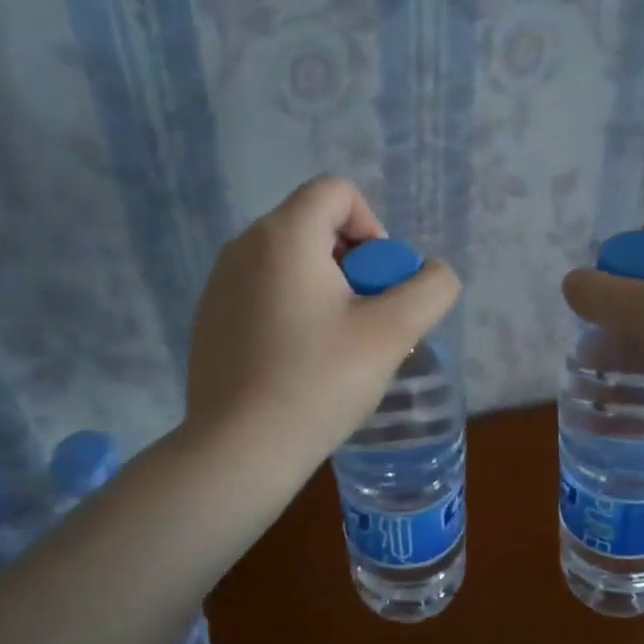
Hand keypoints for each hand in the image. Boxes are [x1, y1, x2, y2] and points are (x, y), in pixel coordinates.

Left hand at [186, 176, 460, 478]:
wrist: (241, 451)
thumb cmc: (319, 382)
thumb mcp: (393, 333)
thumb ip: (430, 289)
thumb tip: (433, 273)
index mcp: (284, 235)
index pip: (337, 191)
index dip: (373, 227)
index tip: (379, 283)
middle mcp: (243, 246)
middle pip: (315, 227)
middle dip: (354, 264)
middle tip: (367, 320)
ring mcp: (219, 284)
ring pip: (291, 263)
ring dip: (326, 290)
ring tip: (338, 347)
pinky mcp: (210, 319)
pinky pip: (264, 292)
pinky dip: (293, 310)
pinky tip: (300, 363)